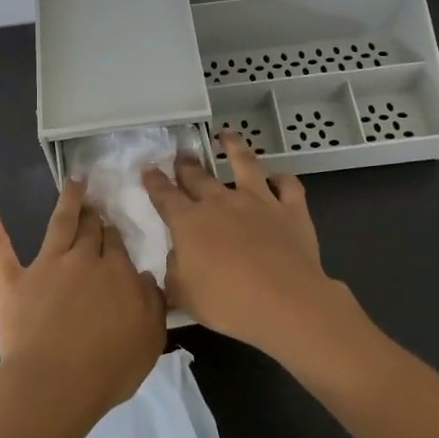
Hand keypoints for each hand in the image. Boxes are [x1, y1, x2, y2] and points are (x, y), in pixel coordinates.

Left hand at [0, 179, 165, 427]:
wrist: (56, 383)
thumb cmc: (108, 368)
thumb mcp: (150, 339)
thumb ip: (152, 303)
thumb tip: (146, 277)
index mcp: (117, 273)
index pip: (117, 244)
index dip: (115, 235)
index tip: (114, 228)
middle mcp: (83, 259)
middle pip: (91, 230)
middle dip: (94, 214)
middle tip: (95, 201)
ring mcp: (46, 265)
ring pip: (59, 223)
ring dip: (67, 200)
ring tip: (72, 182)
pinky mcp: (12, 279)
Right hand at [142, 133, 364, 366]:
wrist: (285, 302)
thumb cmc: (228, 302)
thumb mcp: (185, 296)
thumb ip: (175, 273)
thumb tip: (175, 258)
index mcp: (190, 222)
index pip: (165, 196)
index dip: (154, 181)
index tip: (148, 169)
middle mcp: (221, 202)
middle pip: (198, 176)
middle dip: (186, 164)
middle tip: (181, 153)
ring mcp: (258, 201)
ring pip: (244, 163)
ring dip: (234, 147)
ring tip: (227, 135)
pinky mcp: (290, 209)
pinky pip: (288, 186)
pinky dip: (283, 179)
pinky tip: (279, 177)